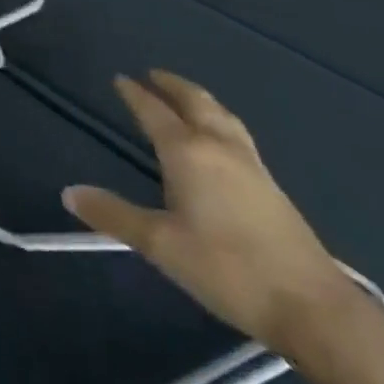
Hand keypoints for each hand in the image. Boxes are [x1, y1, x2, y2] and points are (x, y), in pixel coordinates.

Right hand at [63, 70, 351, 355]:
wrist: (313, 308)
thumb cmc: (227, 269)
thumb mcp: (160, 245)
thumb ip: (114, 215)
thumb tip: (69, 192)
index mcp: (188, 152)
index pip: (154, 112)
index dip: (135, 95)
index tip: (121, 79)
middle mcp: (219, 147)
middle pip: (195, 103)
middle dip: (172, 85)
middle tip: (154, 74)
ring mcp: (252, 166)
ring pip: (222, 116)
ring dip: (200, 100)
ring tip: (187, 97)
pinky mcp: (272, 187)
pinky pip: (238, 134)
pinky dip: (220, 120)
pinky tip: (221, 140)